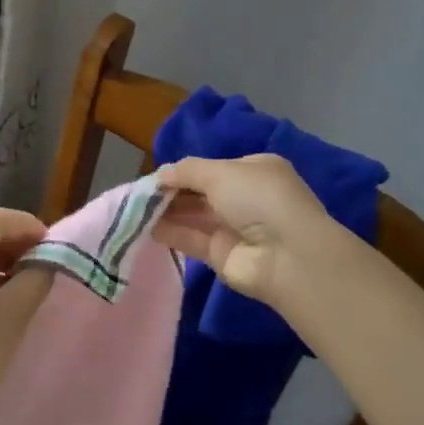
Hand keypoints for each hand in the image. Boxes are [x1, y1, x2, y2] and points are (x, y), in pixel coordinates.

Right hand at [152, 154, 347, 308]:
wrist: (288, 256)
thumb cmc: (258, 199)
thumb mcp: (220, 172)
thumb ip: (186, 170)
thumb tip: (160, 174)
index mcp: (254, 170)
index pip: (213, 168)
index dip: (185, 171)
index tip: (156, 176)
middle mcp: (246, 198)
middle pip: (201, 192)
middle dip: (173, 191)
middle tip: (141, 194)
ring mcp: (235, 228)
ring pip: (195, 216)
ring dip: (167, 212)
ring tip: (136, 209)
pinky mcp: (222, 255)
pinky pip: (192, 239)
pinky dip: (171, 232)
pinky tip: (147, 227)